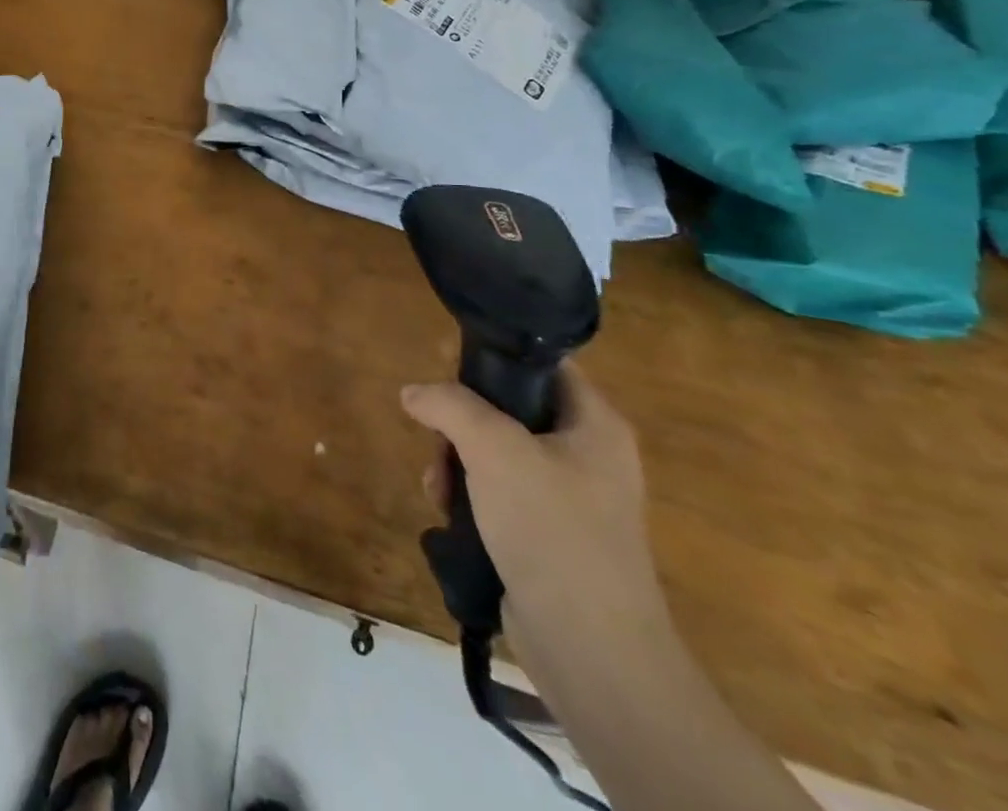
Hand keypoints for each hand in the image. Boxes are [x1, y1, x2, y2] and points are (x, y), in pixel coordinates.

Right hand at [401, 364, 668, 662]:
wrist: (592, 650)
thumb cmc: (552, 530)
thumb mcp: (494, 448)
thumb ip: (449, 405)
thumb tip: (413, 393)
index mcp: (593, 424)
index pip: (541, 364)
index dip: (492, 358)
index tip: (445, 367)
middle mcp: (586, 454)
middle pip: (507, 408)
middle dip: (460, 422)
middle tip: (437, 440)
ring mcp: (567, 497)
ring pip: (493, 452)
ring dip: (454, 462)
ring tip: (437, 488)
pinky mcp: (546, 534)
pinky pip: (496, 493)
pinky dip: (466, 496)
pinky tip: (447, 513)